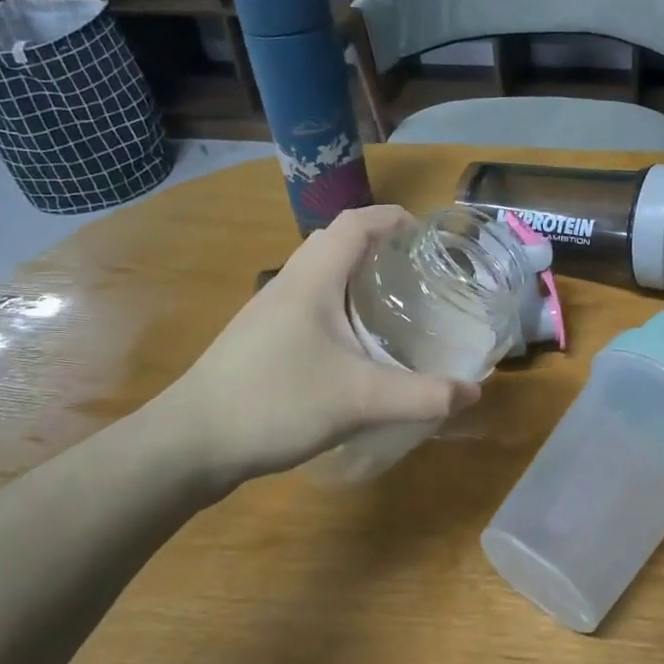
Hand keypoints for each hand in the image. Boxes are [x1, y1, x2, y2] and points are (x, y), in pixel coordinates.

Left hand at [152, 206, 478, 486]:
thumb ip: (422, 395)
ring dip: (357, 277)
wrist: (188, 444)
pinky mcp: (260, 340)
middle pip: (337, 243)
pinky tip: (356, 346)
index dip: (393, 218)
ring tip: (394, 305)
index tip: (429, 236)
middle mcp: (288, 284)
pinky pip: (309, 304)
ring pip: (320, 275)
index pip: (356, 223)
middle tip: (418, 272)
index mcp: (312, 279)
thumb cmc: (274, 403)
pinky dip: (339, 307)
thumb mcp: (360, 400)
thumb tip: (475, 392)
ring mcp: (269, 312)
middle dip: (380, 246)